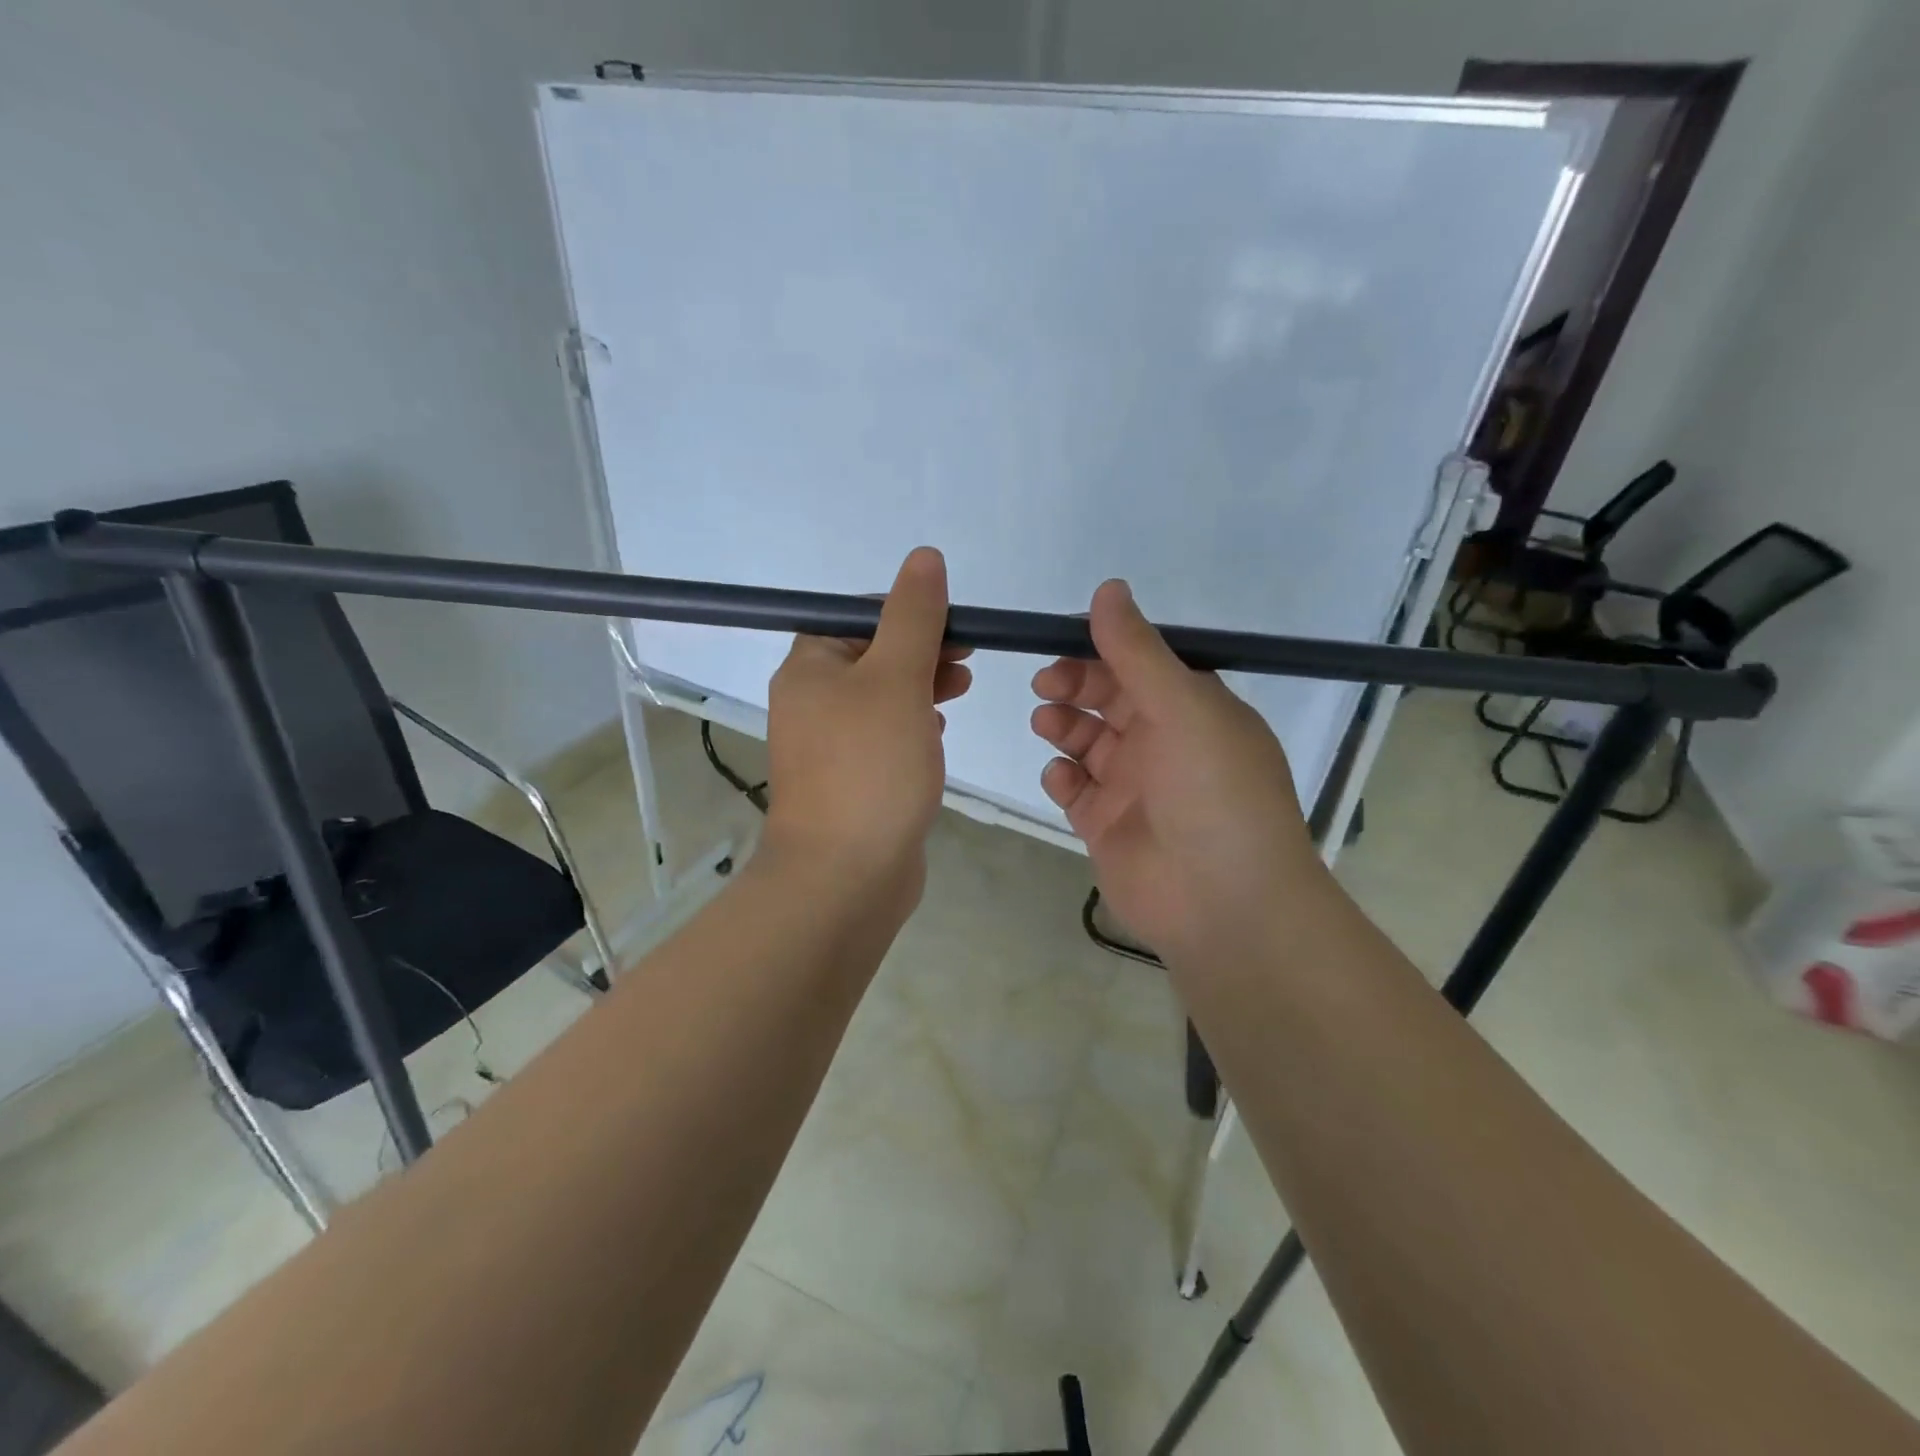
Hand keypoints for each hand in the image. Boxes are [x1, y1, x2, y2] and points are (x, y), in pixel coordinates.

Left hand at [763, 547, 971, 914]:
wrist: (845, 875)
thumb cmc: (870, 767)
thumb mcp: (897, 677)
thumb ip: (913, 616)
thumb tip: (923, 558)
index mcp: (810, 667)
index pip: (858, 615)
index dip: (908, 610)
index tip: (954, 624)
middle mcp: (812, 701)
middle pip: (872, 654)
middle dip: (922, 648)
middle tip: (967, 657)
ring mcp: (830, 745)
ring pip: (882, 696)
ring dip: (922, 685)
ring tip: (961, 689)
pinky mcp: (852, 780)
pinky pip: (884, 737)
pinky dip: (912, 725)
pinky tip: (937, 734)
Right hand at [1030, 580, 1328, 965]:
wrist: (1224, 903)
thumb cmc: (1213, 793)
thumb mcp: (1184, 708)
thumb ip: (1138, 651)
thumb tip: (1108, 588)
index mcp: (1193, 709)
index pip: (1141, 664)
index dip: (1102, 649)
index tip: (1061, 641)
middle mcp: (1165, 743)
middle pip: (1108, 699)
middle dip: (1075, 684)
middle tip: (1047, 684)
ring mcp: (1135, 787)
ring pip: (1087, 741)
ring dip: (1063, 725)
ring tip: (1047, 722)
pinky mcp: (1107, 826)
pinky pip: (1076, 789)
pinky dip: (1062, 777)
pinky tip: (1063, 778)